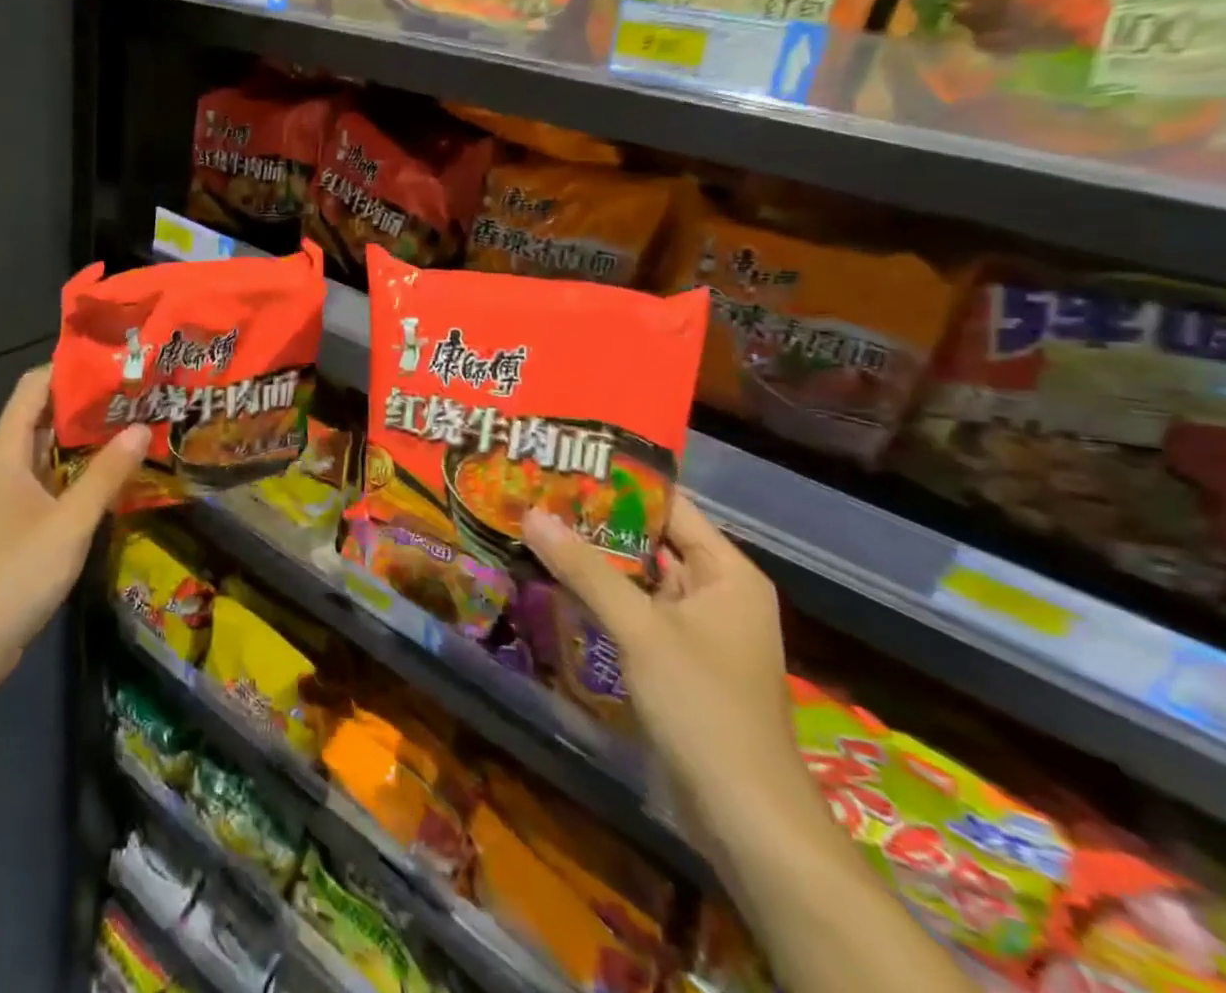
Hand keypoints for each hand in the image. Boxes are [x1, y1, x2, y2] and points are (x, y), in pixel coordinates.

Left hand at [0, 366, 148, 704]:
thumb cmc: (13, 576)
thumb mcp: (69, 523)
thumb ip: (107, 475)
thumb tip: (142, 426)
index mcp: (5, 452)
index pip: (34, 387)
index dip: (69, 368)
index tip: (116, 359)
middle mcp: (4, 464)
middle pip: (43, 415)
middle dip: (87, 401)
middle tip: (138, 390)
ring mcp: (9, 495)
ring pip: (49, 450)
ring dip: (86, 436)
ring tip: (135, 422)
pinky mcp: (17, 523)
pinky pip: (52, 480)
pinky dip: (80, 469)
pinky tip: (115, 474)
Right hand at [523, 494, 813, 853]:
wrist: (745, 817)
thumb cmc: (704, 706)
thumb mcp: (640, 629)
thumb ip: (585, 569)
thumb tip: (531, 513)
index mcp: (727, 572)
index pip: (670, 506)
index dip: (620, 482)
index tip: (567, 460)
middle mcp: (716, 591)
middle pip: (650, 540)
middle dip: (597, 520)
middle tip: (538, 491)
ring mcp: (696, 629)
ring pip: (638, 578)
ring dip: (594, 559)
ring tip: (536, 526)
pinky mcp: (676, 660)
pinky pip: (634, 611)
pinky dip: (600, 596)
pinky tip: (555, 581)